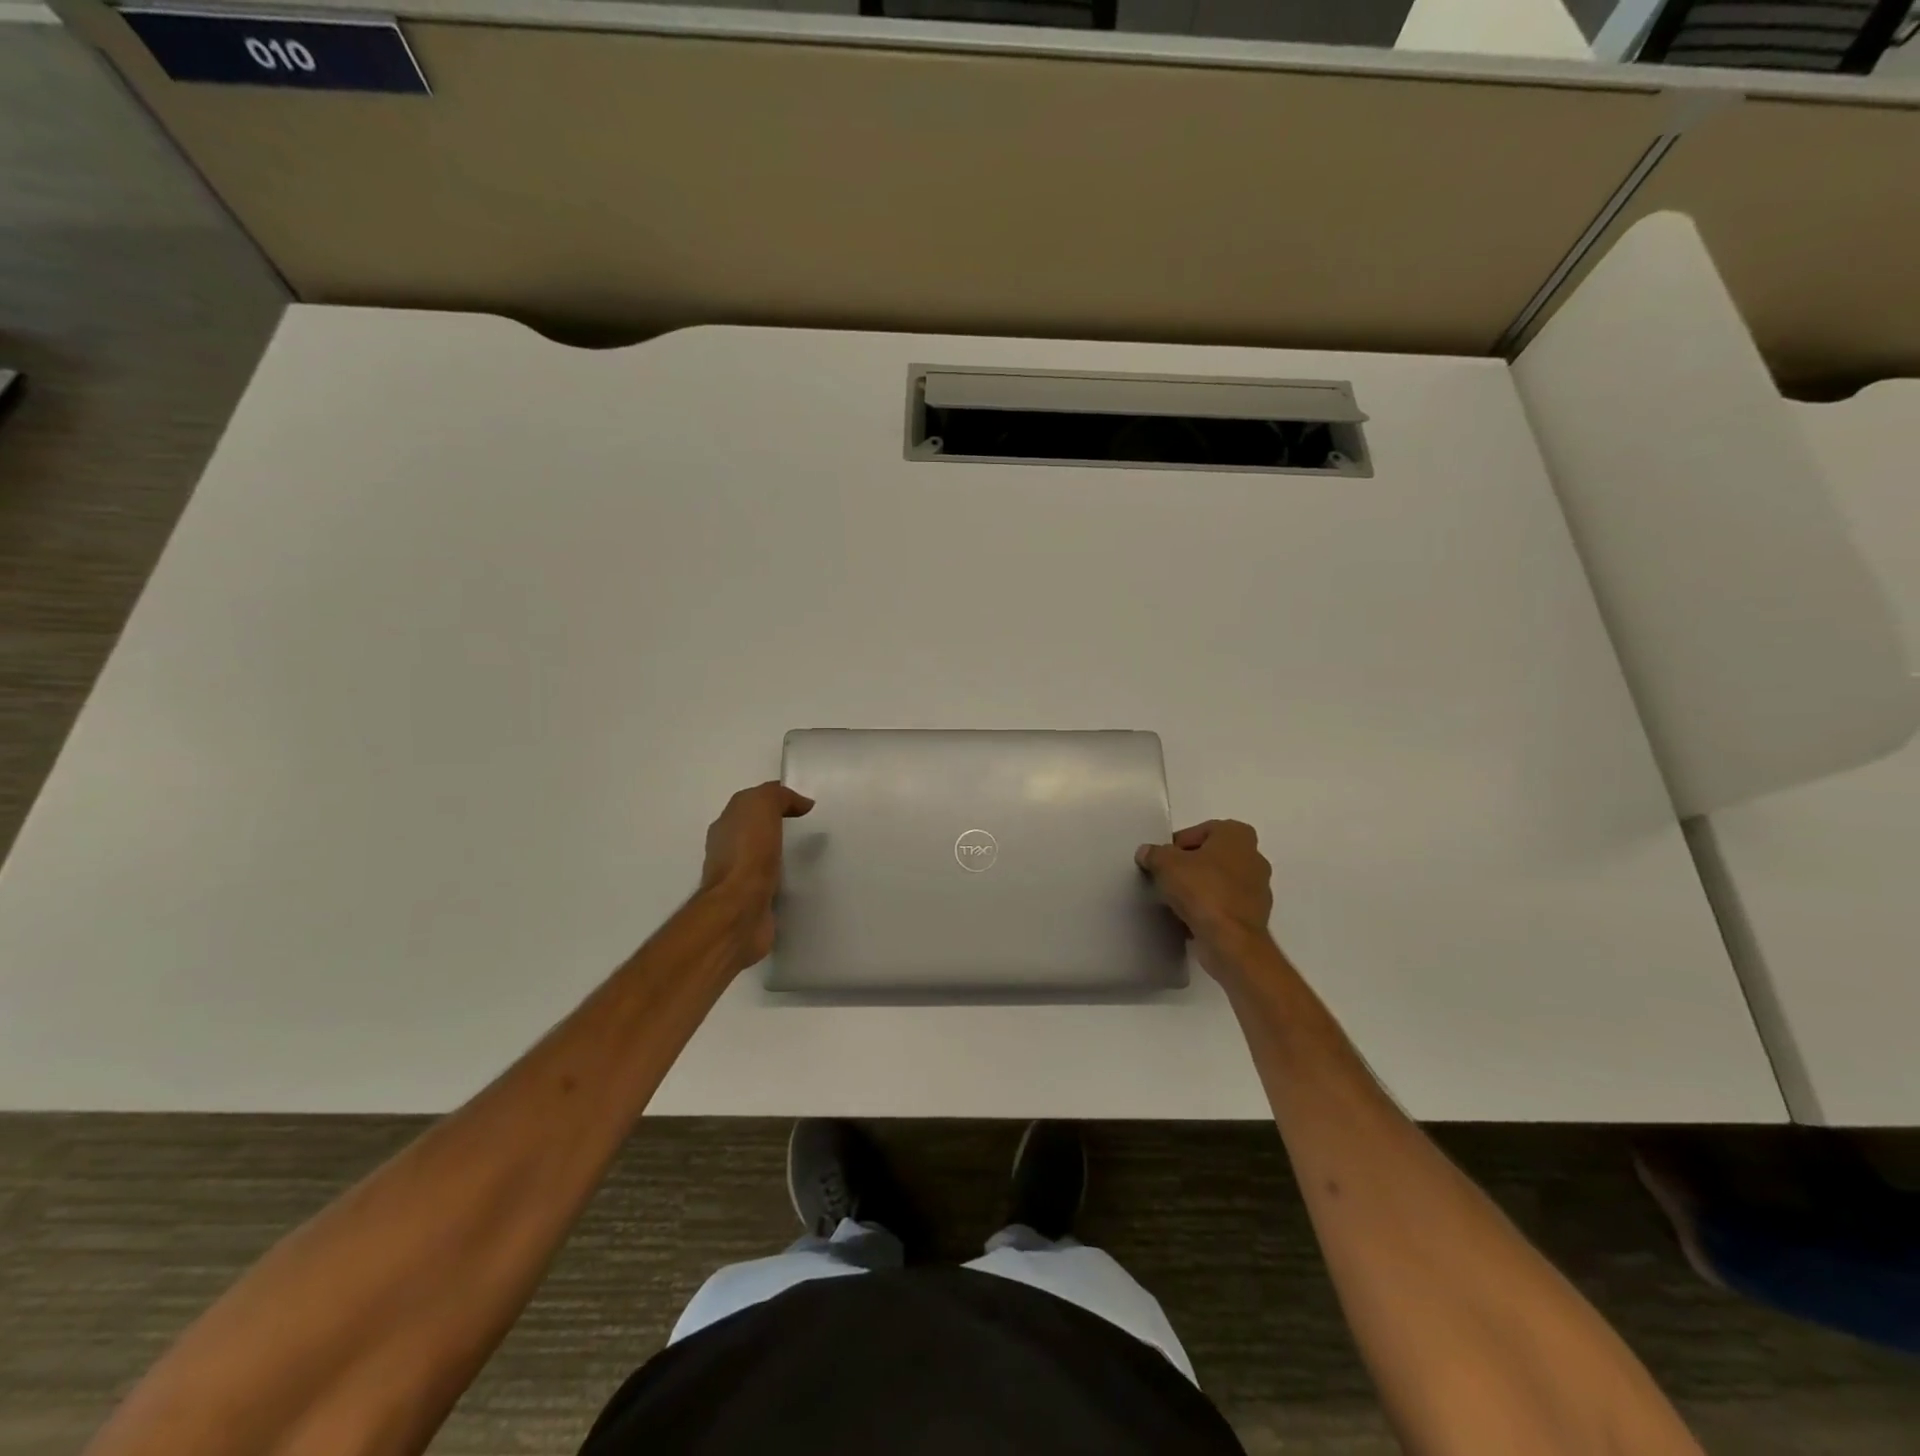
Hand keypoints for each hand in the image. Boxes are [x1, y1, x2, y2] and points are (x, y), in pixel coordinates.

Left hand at [699, 782, 813, 970]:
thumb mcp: (762, 806)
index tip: (806, 806)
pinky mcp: (753, 903)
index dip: (778, 800)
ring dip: (783, 855)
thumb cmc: (748, 853)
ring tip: (811, 854)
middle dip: (780, 827)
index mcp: (726, 824)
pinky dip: (785, 880)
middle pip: (757, 830)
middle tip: (811, 829)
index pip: (753, 803)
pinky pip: (772, 883)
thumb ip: (779, 797)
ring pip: (765, 858)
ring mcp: (738, 879)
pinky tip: (803, 880)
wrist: (740, 909)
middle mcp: (727, 849)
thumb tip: (801, 803)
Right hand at [1136, 820, 1274, 977]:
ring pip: (1219, 881)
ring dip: (1200, 888)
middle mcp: (1254, 856)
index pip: (1200, 831)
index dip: (1177, 845)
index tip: (1163, 861)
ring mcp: (1258, 888)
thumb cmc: (1202, 889)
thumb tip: (1146, 853)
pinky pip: (1225, 905)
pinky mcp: (1255, 916)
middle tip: (1168, 879)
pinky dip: (1210, 909)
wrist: (1230, 939)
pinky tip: (1190, 919)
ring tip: (1176, 901)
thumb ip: (1154, 854)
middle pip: (1212, 856)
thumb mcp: (1165, 864)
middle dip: (1190, 866)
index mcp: (1237, 835)